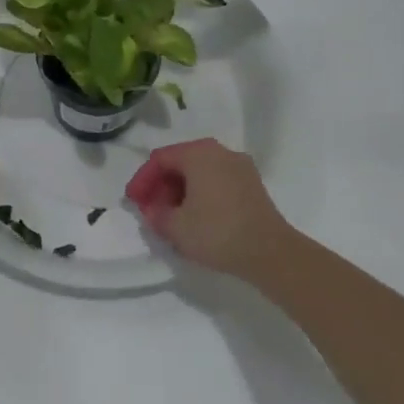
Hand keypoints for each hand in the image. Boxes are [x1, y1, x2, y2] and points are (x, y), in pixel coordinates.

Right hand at [125, 139, 293, 278]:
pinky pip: (217, 181)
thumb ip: (156, 214)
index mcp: (198, 153)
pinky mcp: (252, 184)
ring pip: (200, 172)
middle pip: (180, 162)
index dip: (142, 180)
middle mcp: (219, 151)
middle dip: (162, 185)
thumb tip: (153, 209)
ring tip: (172, 216)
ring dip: (181, 191)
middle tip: (151, 209)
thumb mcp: (175, 227)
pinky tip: (196, 217)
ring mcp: (240, 166)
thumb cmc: (217, 232)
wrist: (271, 253)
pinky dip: (201, 194)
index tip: (133, 202)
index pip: (160, 159)